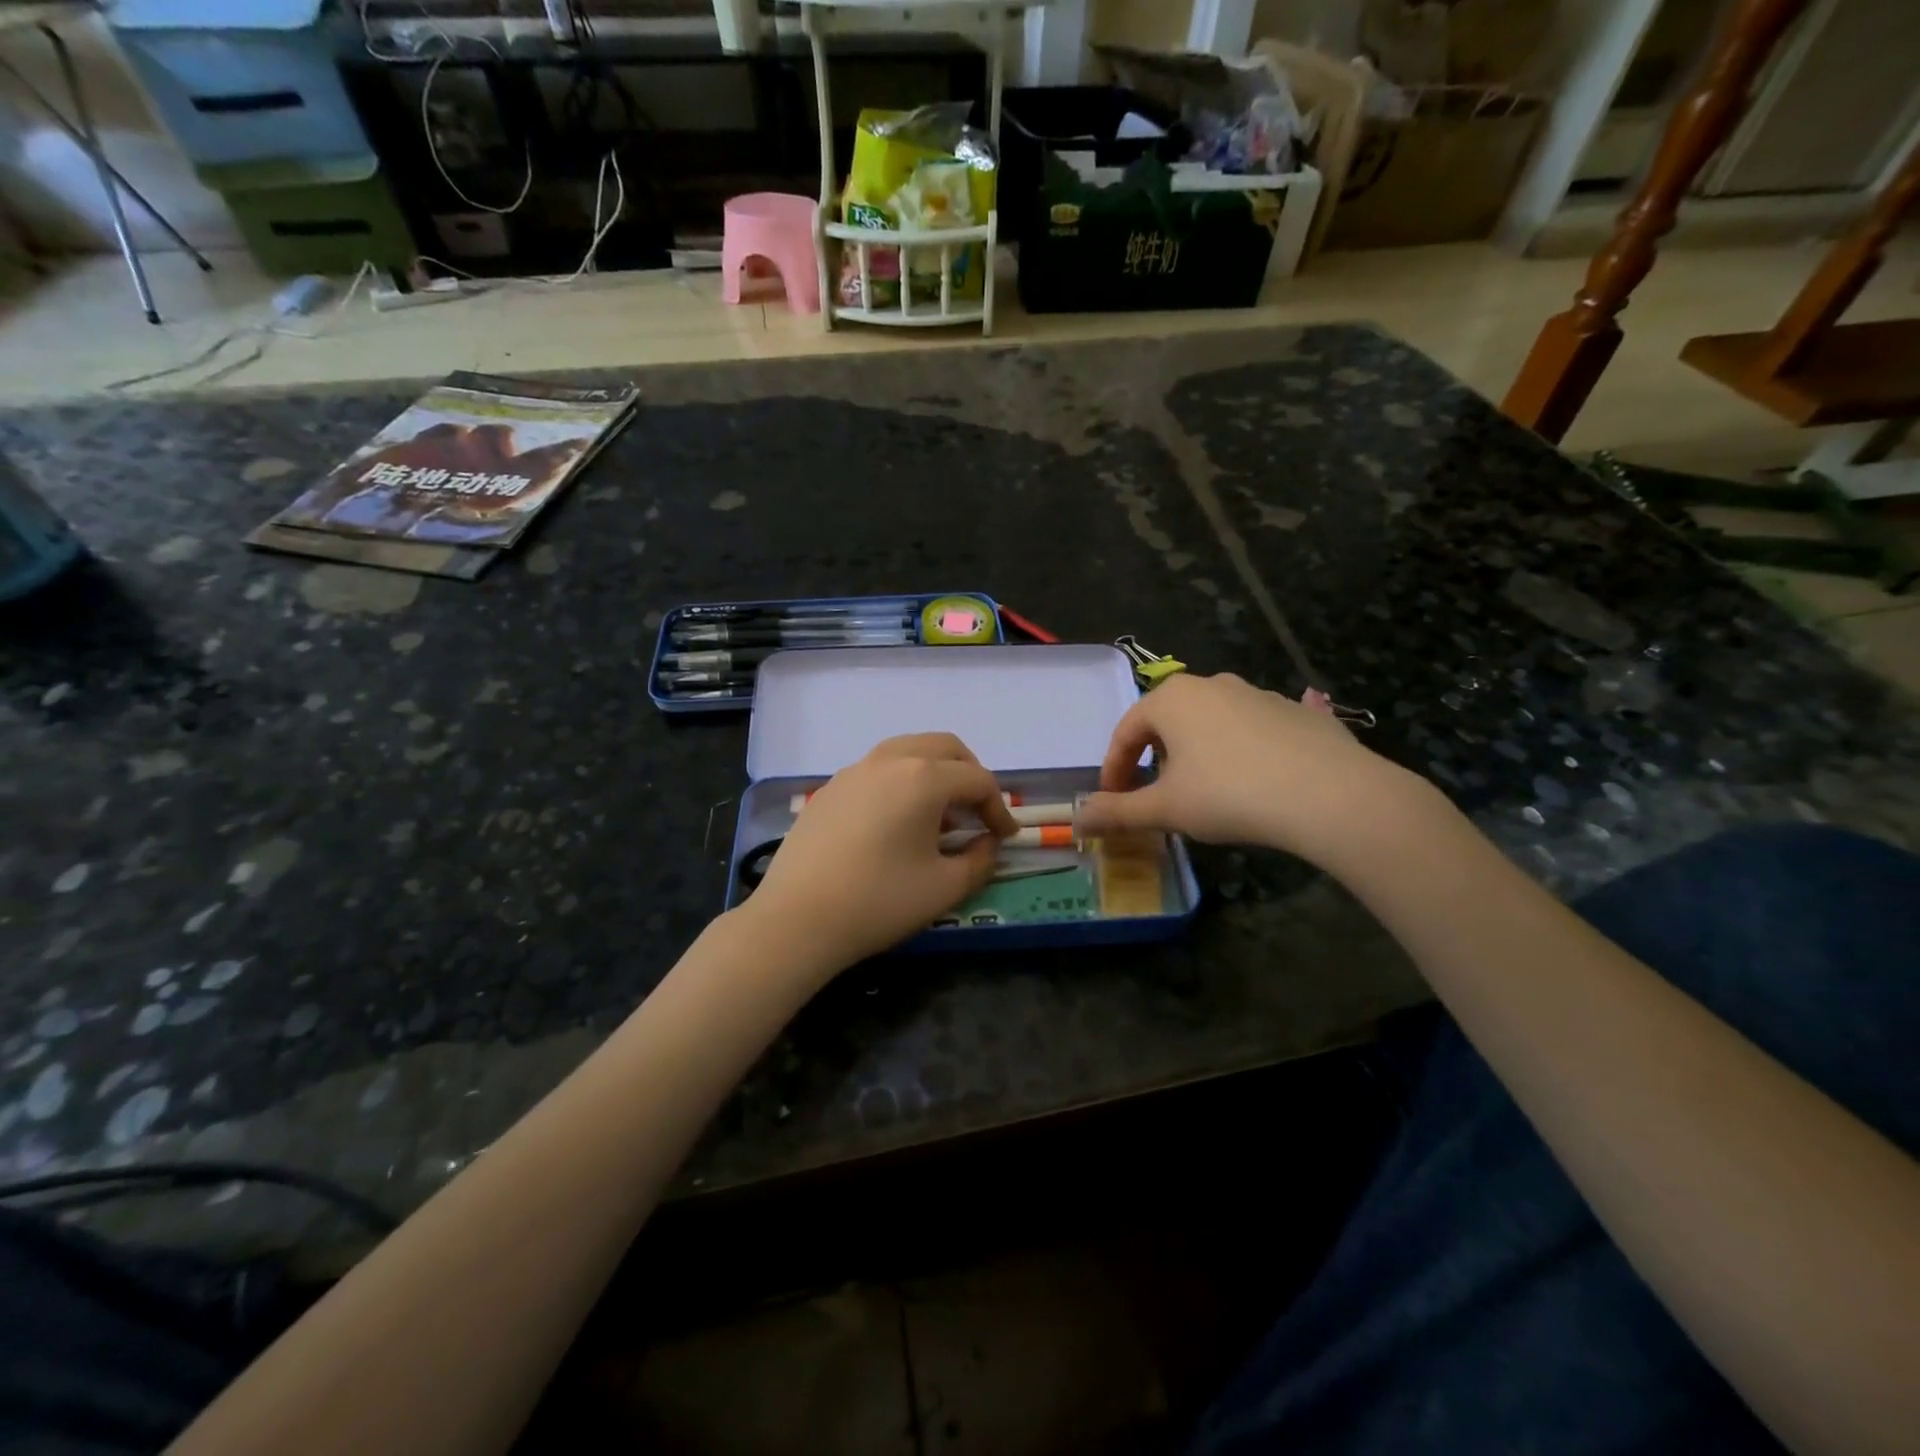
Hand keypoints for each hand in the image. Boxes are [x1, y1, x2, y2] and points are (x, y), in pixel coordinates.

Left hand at [740, 733, 1018, 974]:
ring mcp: (854, 770)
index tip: (1006, 837)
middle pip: (945, 748)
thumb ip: (980, 859)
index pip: (977, 780)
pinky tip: (896, 822)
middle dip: (970, 775)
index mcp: (923, 777)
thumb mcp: (945, 888)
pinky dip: (901, 782)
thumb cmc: (879, 901)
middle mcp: (889, 760)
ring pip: (908, 751)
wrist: (796, 919)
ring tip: (939, 816)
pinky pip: (878, 770)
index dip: (999, 808)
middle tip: (978, 811)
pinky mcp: (829, 788)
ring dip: (935, 773)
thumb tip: (988, 843)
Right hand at [1075, 673, 1419, 863]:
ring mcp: (1259, 694)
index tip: (1113, 801)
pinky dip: (1241, 752)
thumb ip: (1117, 813)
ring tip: (1204, 792)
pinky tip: (1254, 780)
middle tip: (1155, 796)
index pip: (1126, 731)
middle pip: (1167, 722)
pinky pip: (1254, 730)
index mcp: (1172, 699)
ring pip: (1211, 724)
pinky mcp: (1298, 712)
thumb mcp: (1166, 809)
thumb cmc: (1230, 795)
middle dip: (1154, 759)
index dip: (1114, 768)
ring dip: (1196, 754)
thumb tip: (1078, 819)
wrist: (1331, 795)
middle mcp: (1212, 684)